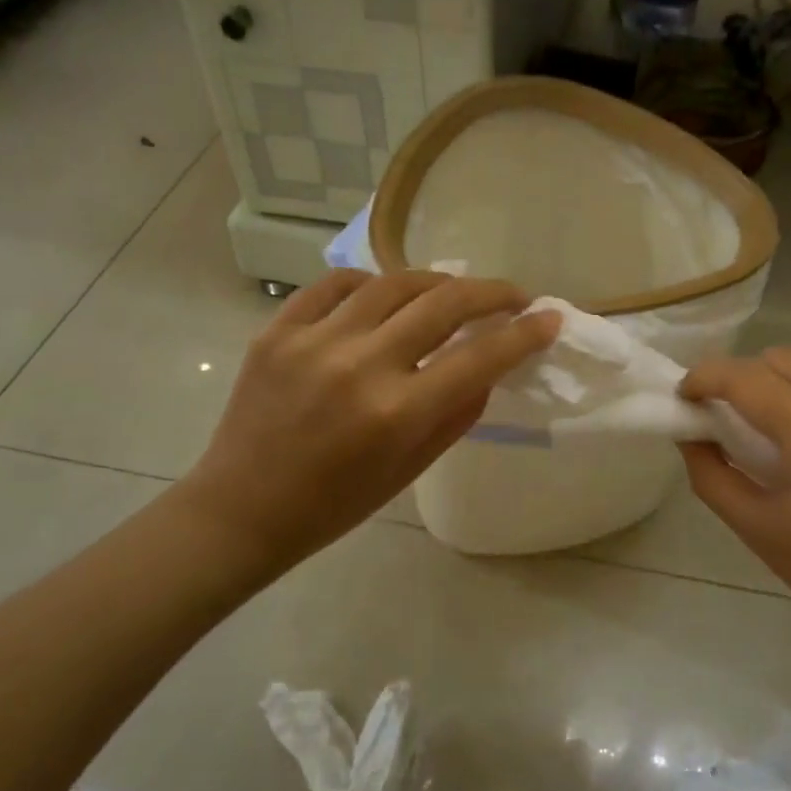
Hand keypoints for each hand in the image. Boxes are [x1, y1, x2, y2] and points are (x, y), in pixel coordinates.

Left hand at [186, 270, 558, 579]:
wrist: (242, 509)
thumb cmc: (335, 504)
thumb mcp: (410, 470)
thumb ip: (456, 413)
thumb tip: (489, 365)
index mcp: (397, 413)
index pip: (479, 357)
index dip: (524, 334)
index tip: (548, 318)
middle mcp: (359, 365)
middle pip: (444, 303)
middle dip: (492, 293)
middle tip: (512, 296)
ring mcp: (314, 340)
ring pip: (394, 282)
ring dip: (436, 281)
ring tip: (452, 293)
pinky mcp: (277, 329)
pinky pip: (336, 284)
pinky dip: (372, 283)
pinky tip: (385, 295)